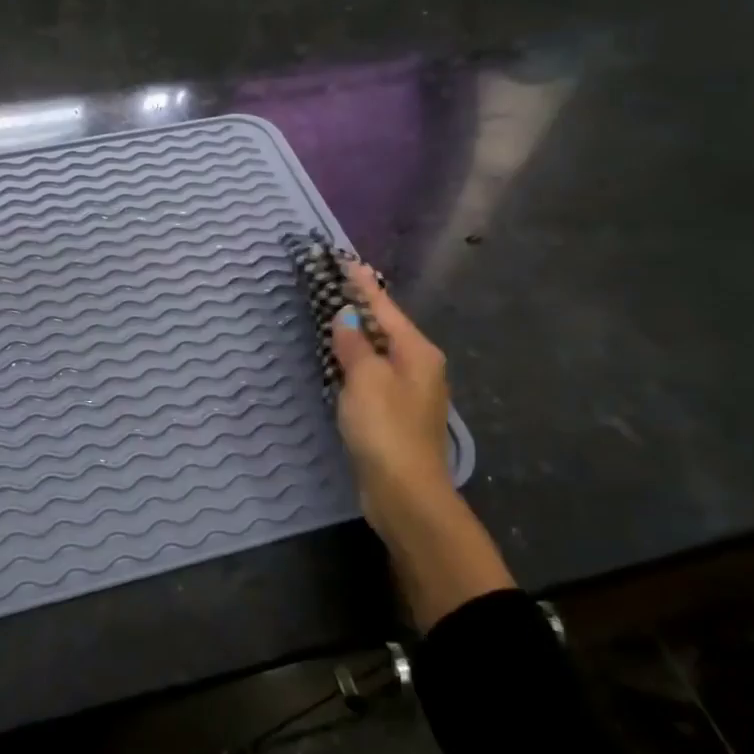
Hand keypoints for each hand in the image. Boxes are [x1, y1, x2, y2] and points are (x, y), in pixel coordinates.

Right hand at [329, 261, 452, 532]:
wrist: (405, 492)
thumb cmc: (386, 429)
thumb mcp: (365, 380)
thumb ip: (354, 345)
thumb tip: (345, 317)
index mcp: (418, 353)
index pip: (385, 309)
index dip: (364, 286)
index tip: (348, 261)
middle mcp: (419, 367)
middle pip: (386, 328)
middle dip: (361, 307)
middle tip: (336, 285)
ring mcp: (410, 393)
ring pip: (380, 352)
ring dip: (358, 335)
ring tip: (334, 315)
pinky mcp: (396, 415)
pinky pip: (374, 375)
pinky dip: (356, 361)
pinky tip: (341, 360)